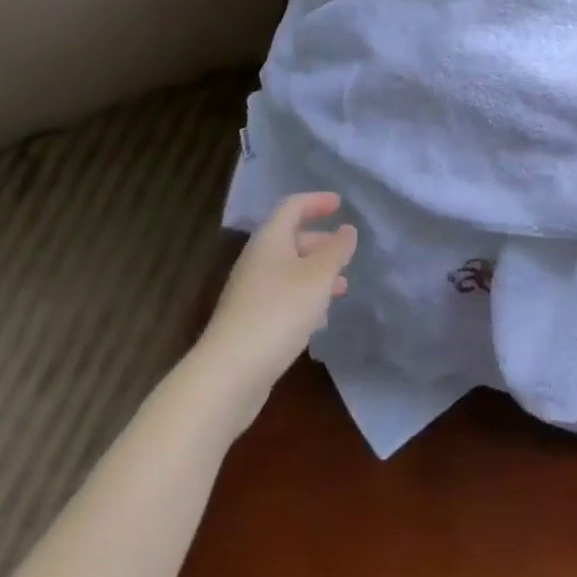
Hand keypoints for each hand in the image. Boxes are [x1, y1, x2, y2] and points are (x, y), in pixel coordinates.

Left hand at [194, 192, 357, 436]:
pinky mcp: (250, 322)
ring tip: (342, 287)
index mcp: (270, 240)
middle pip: (291, 239)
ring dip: (316, 273)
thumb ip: (337, 250)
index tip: (340, 203)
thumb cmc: (279, 311)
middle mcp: (257, 260)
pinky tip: (319, 318)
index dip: (317, 201)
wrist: (229, 374)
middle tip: (346, 251)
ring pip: (289, 271)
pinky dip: (304, 298)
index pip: (293, 206)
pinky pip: (282, 297)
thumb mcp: (318, 277)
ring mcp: (250, 293)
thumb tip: (347, 230)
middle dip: (321, 242)